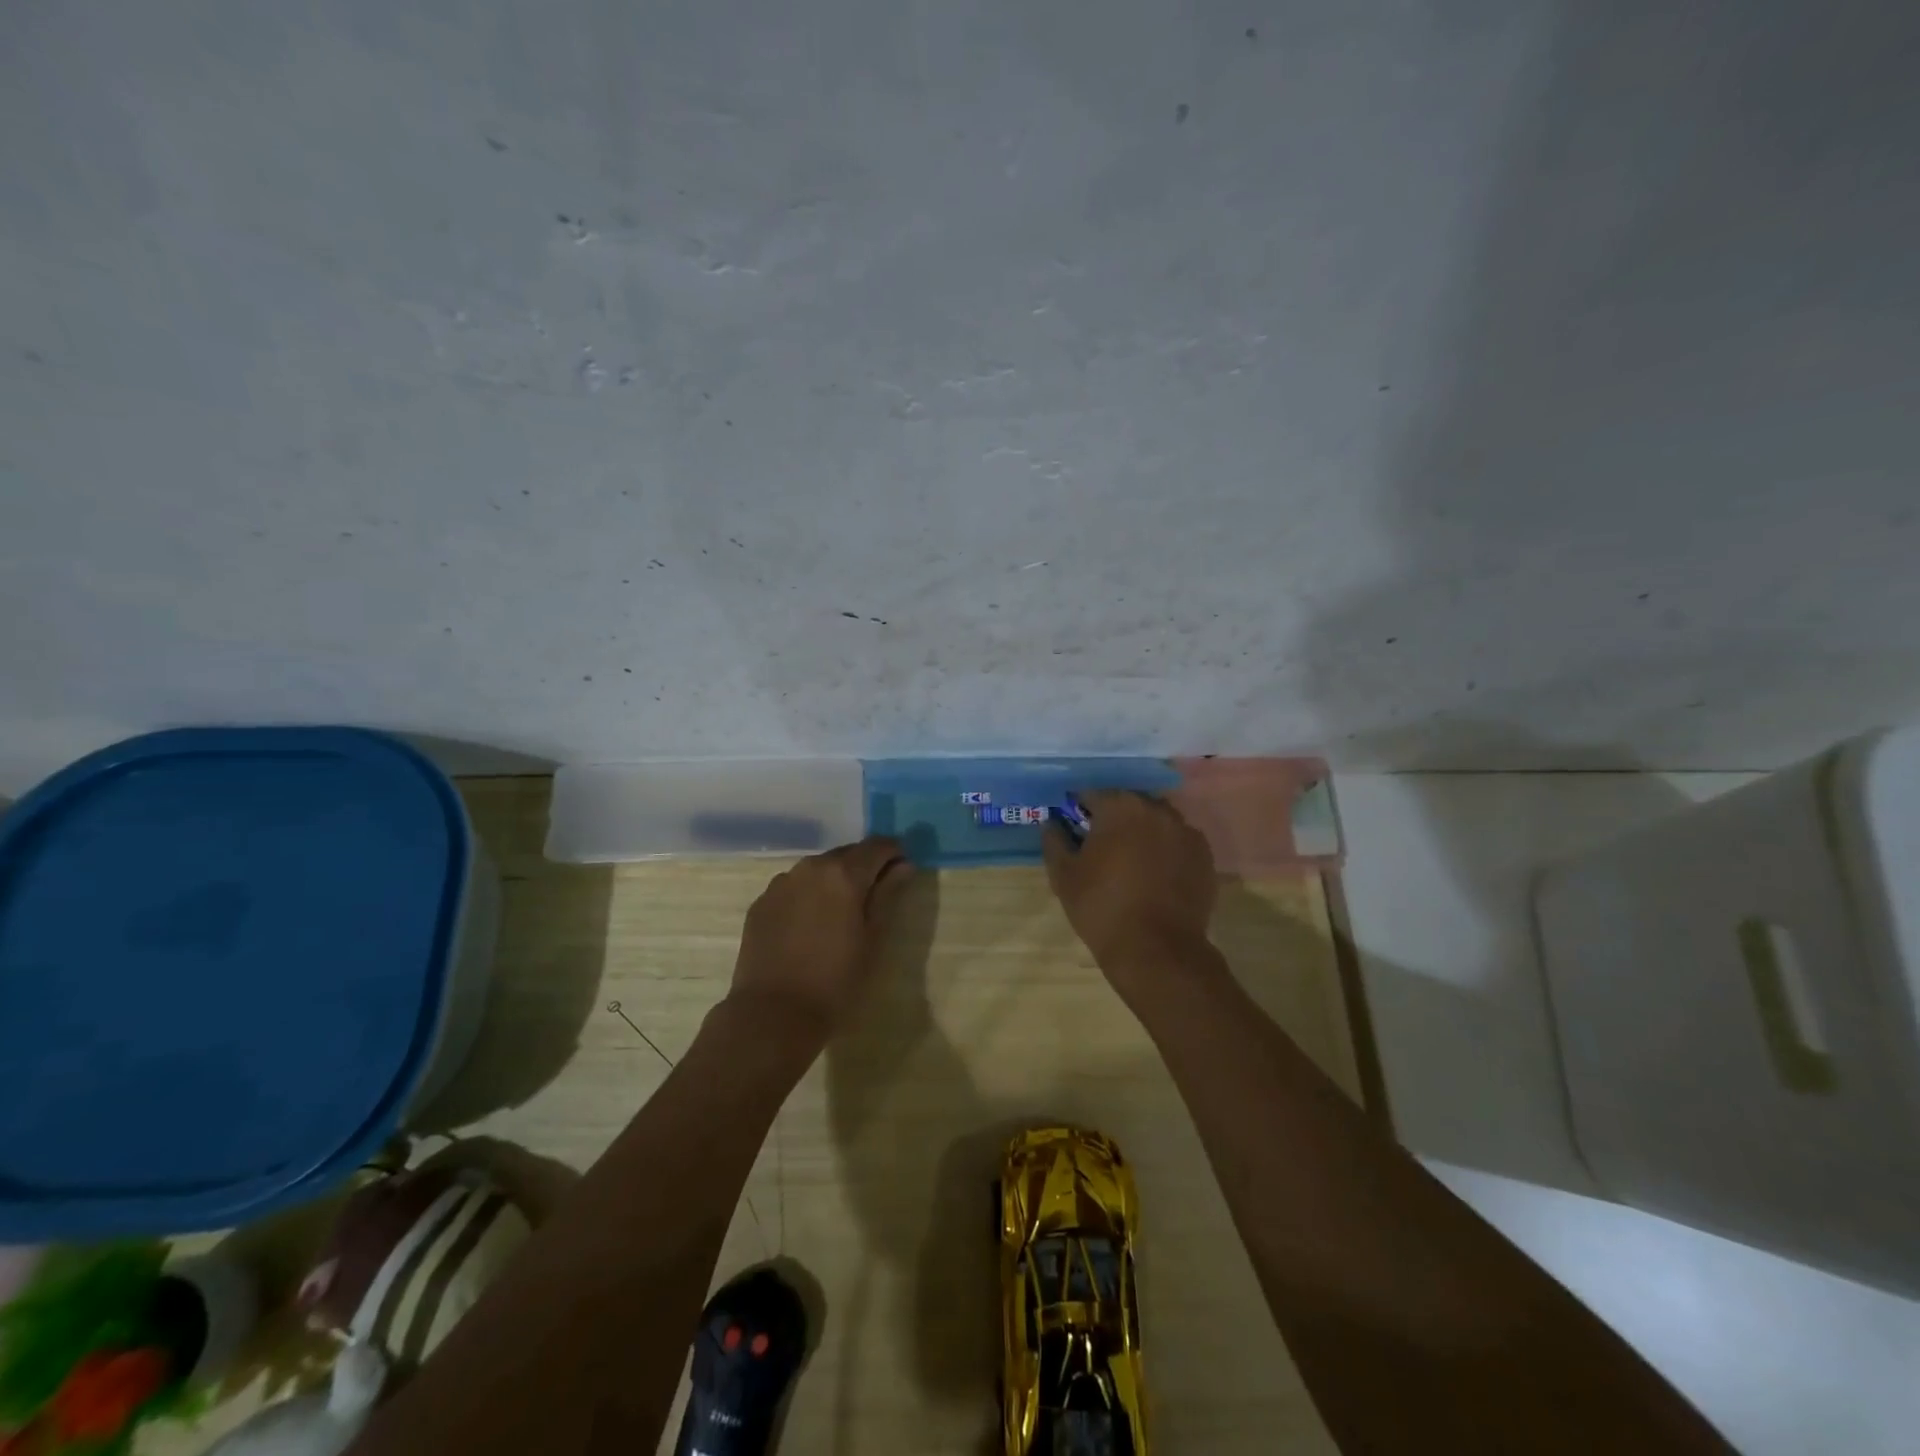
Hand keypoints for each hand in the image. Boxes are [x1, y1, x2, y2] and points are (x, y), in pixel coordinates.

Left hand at [729, 835, 913, 1036]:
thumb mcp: (873, 939)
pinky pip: (794, 888)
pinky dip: (808, 896)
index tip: (903, 869)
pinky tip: (810, 925)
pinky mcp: (761, 902)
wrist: (772, 1014)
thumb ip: (888, 895)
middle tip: (875, 895)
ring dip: (834, 881)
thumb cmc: (835, 980)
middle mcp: (811, 867)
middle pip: (846, 854)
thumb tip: (903, 866)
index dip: (894, 853)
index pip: (878, 846)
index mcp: (843, 873)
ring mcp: (781, 883)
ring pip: (818, 870)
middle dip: (864, 867)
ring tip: (841, 912)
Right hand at [1042, 791, 1217, 1001]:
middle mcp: (1156, 809)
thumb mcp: (1064, 875)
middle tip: (1101, 847)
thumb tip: (1052, 822)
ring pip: (1156, 821)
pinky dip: (1165, 850)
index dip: (1078, 810)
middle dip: (1113, 819)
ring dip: (1142, 832)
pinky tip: (1155, 875)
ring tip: (1130, 862)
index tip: (1073, 829)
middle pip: (1127, 804)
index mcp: (1120, 806)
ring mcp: (1185, 831)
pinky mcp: (1204, 855)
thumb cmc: (1102, 907)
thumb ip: (1054, 840)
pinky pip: (1177, 842)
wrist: (1157, 950)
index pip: (1091, 795)